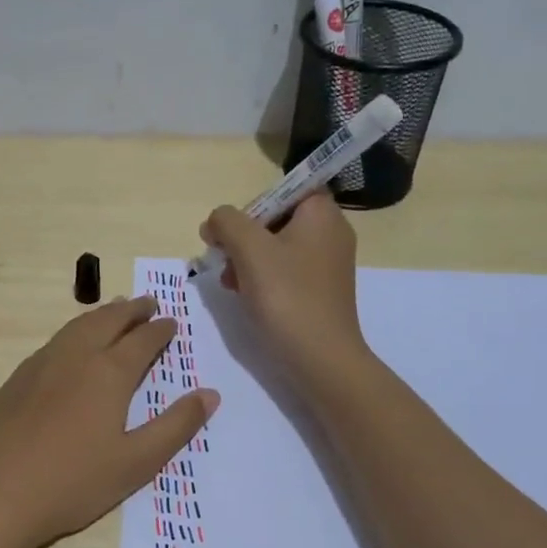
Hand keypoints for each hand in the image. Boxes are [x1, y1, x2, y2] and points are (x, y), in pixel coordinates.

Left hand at [0, 297, 219, 547]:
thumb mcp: (136, 462)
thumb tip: (210, 394)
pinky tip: (72, 345)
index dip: (160, 330)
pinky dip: (74, 331)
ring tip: (115, 311)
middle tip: (147, 303)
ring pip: (77, 326)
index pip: (142, 340)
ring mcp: (41, 365)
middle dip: (132, 310)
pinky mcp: (16, 379)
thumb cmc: (73, 482)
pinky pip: (54, 341)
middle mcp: (75, 357)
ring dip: (101, 315)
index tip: (172, 322)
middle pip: (108, 321)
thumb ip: (176, 426)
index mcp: (108, 373)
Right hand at [201, 194, 369, 393]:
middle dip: (244, 237)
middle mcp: (330, 233)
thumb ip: (227, 222)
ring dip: (247, 260)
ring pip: (276, 247)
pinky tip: (245, 296)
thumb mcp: (249, 249)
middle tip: (225, 260)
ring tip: (231, 283)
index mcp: (322, 214)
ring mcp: (327, 264)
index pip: (286, 188)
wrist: (320, 358)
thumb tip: (215, 222)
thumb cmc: (287, 296)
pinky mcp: (320, 291)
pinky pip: (285, 271)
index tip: (233, 229)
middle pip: (276, 219)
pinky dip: (262, 279)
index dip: (254, 204)